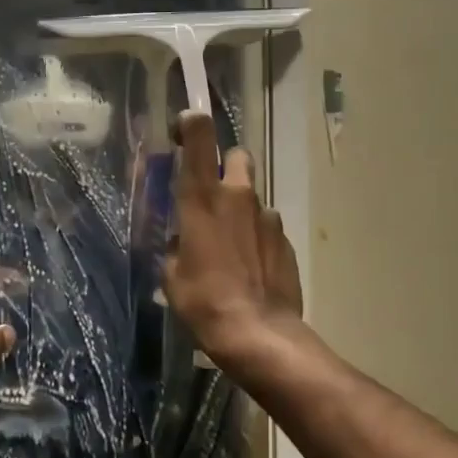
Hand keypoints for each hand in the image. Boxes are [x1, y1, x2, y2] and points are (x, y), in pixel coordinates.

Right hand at [162, 112, 303, 367]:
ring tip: (231, 247)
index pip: (200, 137)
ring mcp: (267, 216)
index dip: (192, 124)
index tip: (184, 129)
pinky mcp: (286, 240)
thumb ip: (177, 245)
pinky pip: (267, 227)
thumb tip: (185, 241)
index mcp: (201, 198)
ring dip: (241, 210)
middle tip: (212, 195)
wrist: (257, 333)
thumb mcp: (172, 275)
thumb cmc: (203, 302)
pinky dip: (257, 238)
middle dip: (225, 167)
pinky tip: (251, 267)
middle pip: (237, 156)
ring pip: (252, 196)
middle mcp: (237, 196)